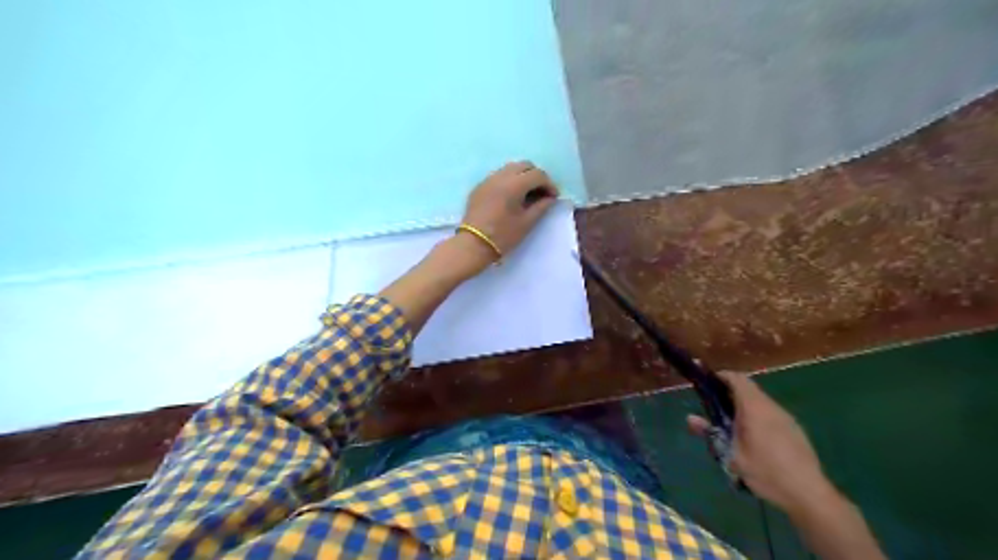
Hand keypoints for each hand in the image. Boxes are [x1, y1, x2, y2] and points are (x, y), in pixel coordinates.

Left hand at [460, 159, 559, 258]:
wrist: (473, 245)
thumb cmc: (503, 235)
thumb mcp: (526, 223)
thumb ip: (541, 207)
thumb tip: (550, 198)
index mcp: (514, 184)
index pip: (538, 175)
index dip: (549, 184)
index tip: (554, 197)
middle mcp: (500, 176)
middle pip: (524, 165)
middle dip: (536, 176)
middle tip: (542, 192)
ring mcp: (488, 180)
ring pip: (510, 168)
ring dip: (522, 176)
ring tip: (527, 194)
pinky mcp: (479, 187)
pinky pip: (498, 176)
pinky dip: (509, 181)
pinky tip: (511, 196)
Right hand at [687, 371, 836, 514]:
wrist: (809, 494)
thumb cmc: (765, 471)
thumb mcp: (730, 454)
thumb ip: (710, 433)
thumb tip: (690, 418)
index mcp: (754, 408)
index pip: (737, 378)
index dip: (721, 377)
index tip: (706, 384)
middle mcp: (771, 407)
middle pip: (749, 389)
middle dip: (729, 394)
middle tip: (714, 409)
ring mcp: (786, 418)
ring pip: (760, 402)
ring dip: (744, 407)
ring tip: (731, 427)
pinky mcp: (795, 430)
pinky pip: (770, 414)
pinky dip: (757, 417)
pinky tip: (754, 440)